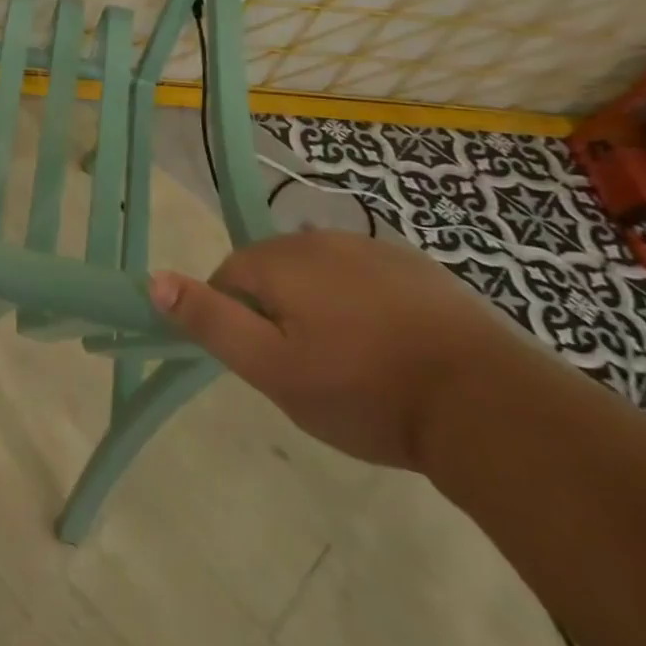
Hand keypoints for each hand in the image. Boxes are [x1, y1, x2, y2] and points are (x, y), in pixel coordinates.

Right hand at [149, 229, 527, 469]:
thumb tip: (154, 280)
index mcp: (279, 259)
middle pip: (274, 272)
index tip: (265, 365)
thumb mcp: (272, 369)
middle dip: (279, 313)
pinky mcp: (418, 268)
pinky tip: (394, 351)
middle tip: (309, 372)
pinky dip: (367, 307)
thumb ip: (211, 321)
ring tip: (355, 366)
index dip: (236, 321)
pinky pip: (368, 280)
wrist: (491, 407)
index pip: (227, 277)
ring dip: (323, 308)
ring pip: (322, 276)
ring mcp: (374, 248)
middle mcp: (320, 238)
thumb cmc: (365, 390)